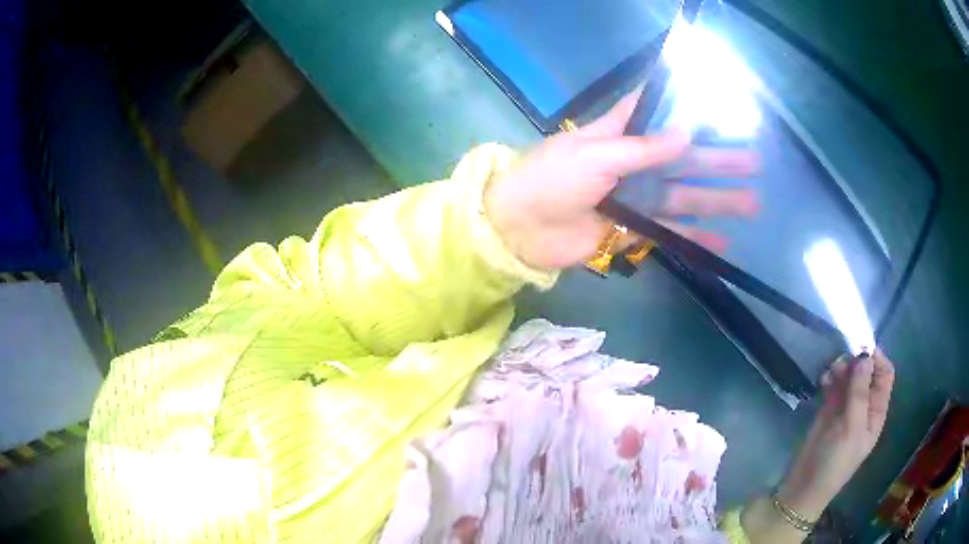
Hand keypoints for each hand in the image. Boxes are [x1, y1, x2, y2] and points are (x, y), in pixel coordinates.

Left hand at [484, 89, 759, 270]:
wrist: (520, 228)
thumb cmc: (552, 179)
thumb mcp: (597, 155)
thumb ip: (643, 149)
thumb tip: (687, 135)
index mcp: (620, 135)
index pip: (656, 114)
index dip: (683, 109)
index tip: (717, 107)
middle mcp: (633, 163)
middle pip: (684, 159)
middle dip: (719, 161)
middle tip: (755, 162)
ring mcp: (636, 199)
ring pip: (685, 197)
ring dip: (718, 200)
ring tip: (752, 202)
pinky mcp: (633, 231)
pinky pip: (670, 233)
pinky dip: (695, 238)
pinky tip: (722, 242)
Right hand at [778, 350, 895, 519]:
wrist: (803, 488)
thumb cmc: (834, 462)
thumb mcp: (851, 429)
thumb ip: (859, 393)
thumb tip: (865, 356)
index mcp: (876, 412)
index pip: (884, 375)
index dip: (877, 359)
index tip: (861, 349)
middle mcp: (864, 406)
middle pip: (866, 372)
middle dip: (857, 362)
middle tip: (842, 361)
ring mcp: (845, 409)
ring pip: (849, 376)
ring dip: (842, 368)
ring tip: (830, 372)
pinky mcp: (828, 411)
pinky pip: (834, 385)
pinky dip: (830, 378)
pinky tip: (823, 380)